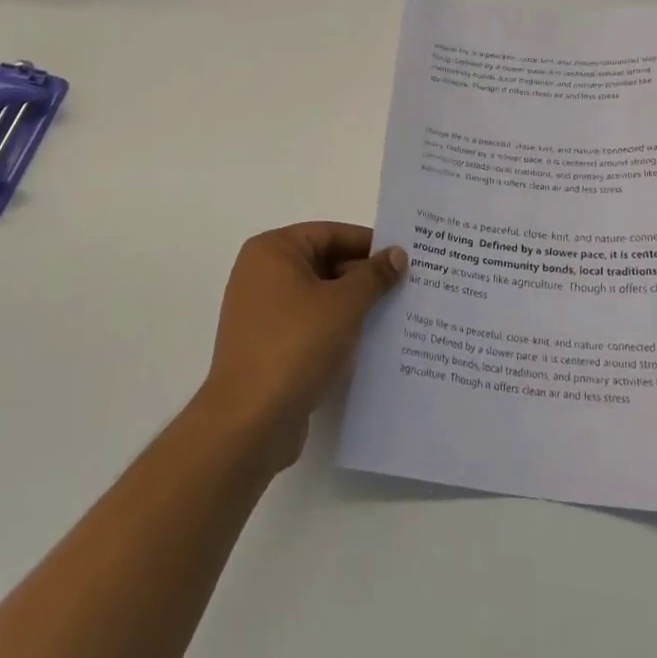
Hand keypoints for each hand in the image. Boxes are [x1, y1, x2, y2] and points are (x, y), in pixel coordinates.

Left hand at [199, 223, 406, 469]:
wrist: (249, 423)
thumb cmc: (295, 345)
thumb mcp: (344, 304)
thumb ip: (373, 276)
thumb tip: (397, 254)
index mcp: (273, 251)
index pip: (330, 234)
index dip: (369, 244)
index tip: (405, 257)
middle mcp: (262, 274)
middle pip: (325, 263)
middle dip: (364, 277)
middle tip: (407, 286)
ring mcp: (262, 313)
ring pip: (320, 297)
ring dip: (354, 305)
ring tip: (397, 313)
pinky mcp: (268, 347)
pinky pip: (311, 326)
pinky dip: (337, 330)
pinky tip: (370, 343)